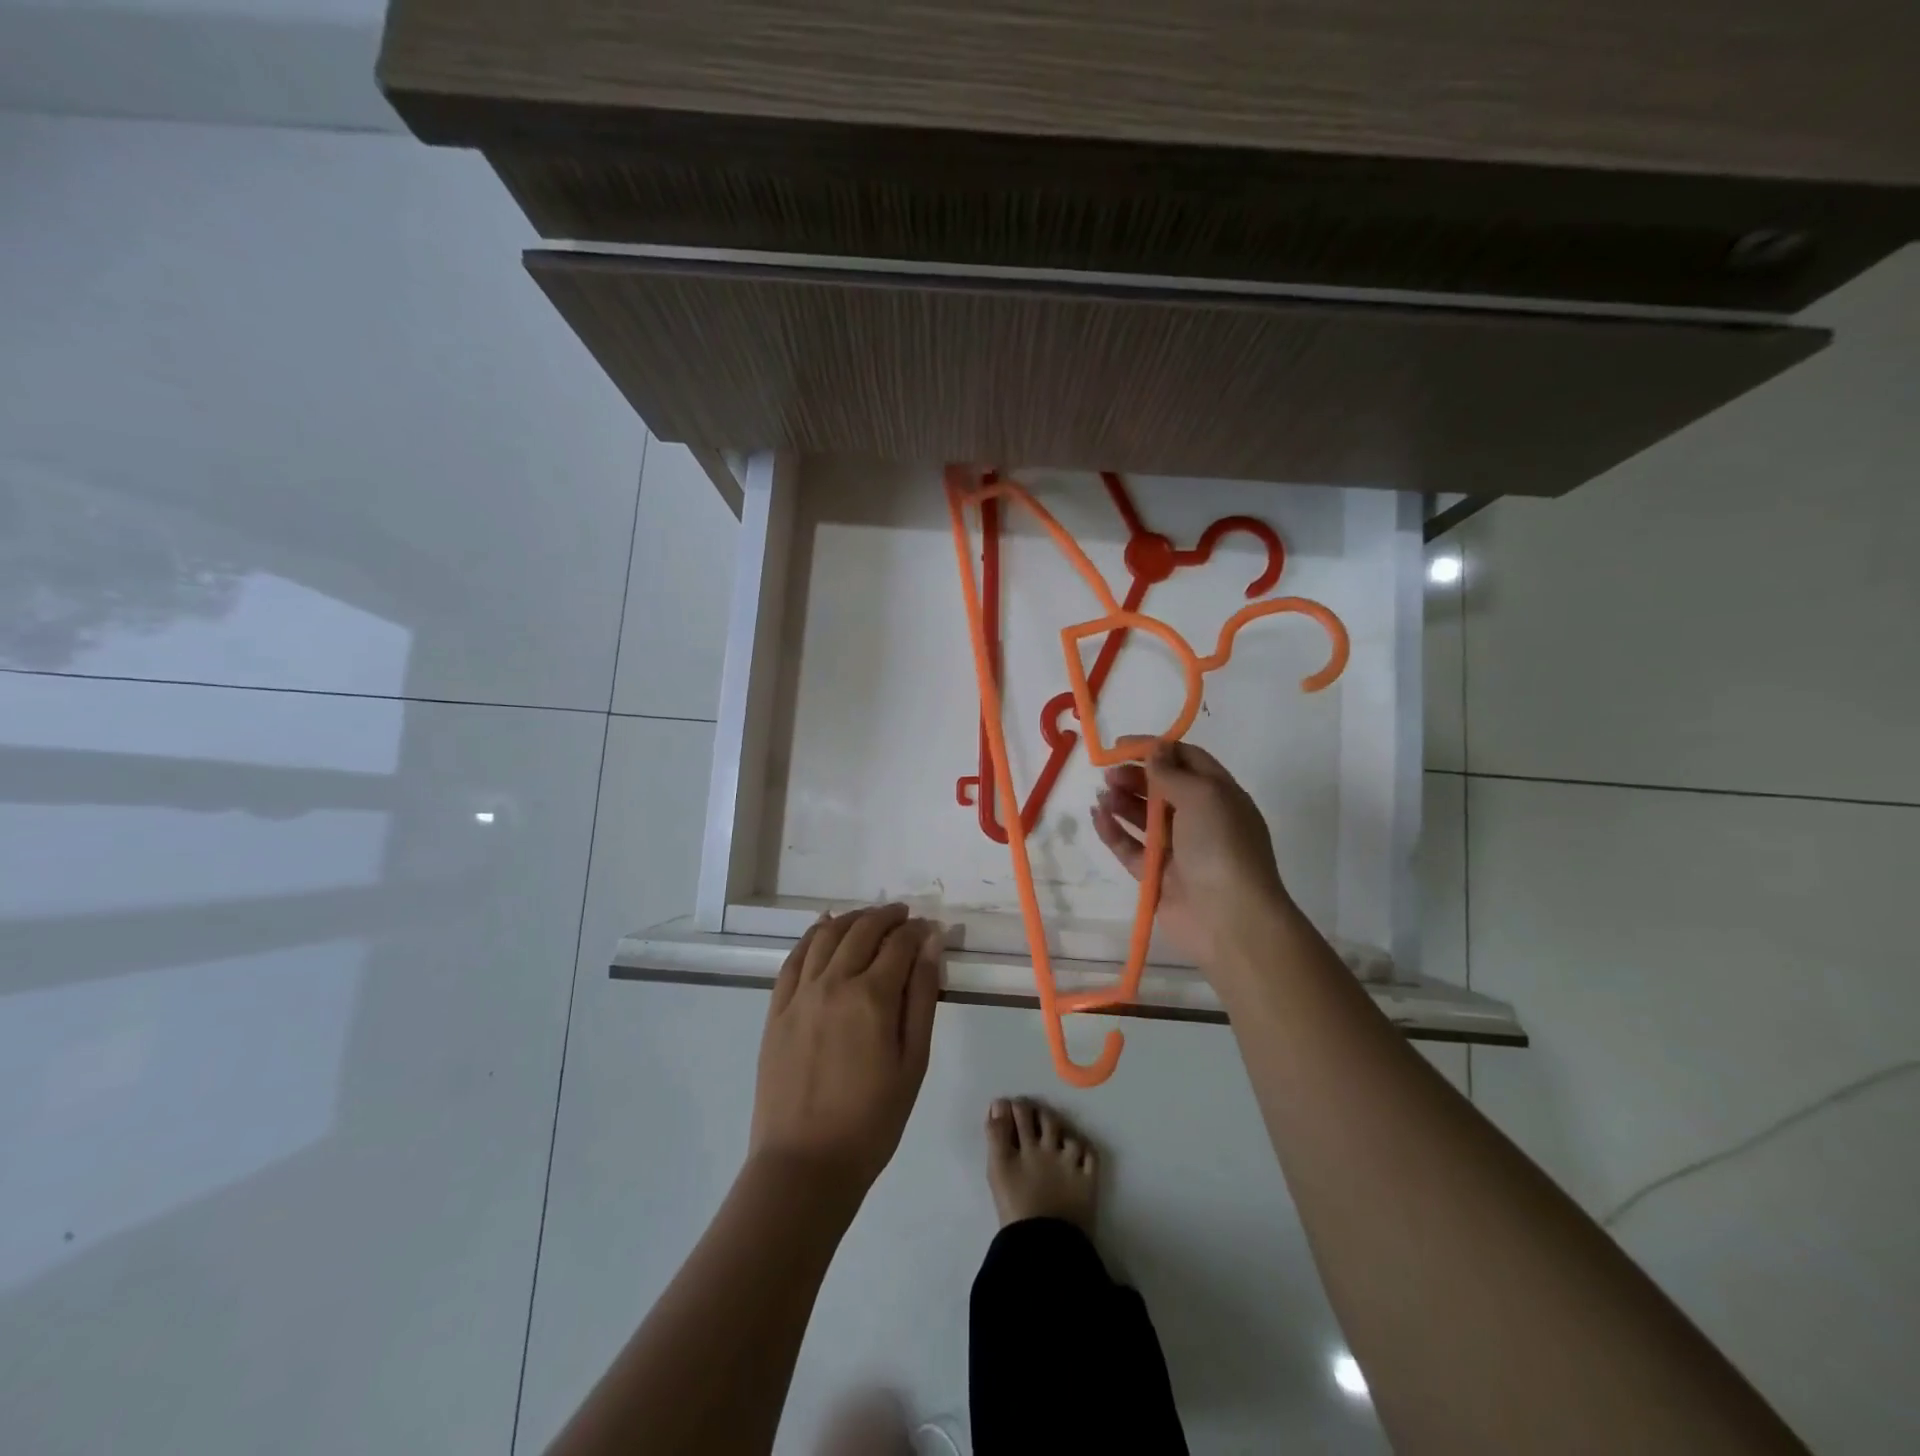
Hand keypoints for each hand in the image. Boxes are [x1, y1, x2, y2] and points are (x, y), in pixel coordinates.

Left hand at [749, 904, 943, 1195]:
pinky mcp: (777, 1009)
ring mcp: (800, 994)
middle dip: (887, 916)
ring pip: (827, 935)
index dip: (917, 931)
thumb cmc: (872, 1120)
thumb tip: (930, 944)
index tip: (929, 929)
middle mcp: (834, 983)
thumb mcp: (913, 1062)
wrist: (805, 1164)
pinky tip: (824, 928)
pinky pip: (794, 958)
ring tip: (869, 917)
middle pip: (862, 930)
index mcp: (872, 997)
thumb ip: (922, 997)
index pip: (899, 943)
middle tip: (903, 915)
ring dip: (852, 918)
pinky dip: (812, 935)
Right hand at [1090, 741, 1292, 971]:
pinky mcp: (1157, 875)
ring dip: (1123, 802)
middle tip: (1108, 774)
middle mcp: (1201, 820)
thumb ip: (1172, 772)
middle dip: (1135, 776)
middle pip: (1163, 788)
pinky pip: (1131, 848)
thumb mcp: (1203, 796)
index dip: (1156, 749)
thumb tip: (1155, 750)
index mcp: (1220, 796)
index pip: (1187, 761)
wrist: (1230, 920)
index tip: (1122, 745)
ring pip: (1145, 818)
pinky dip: (1114, 832)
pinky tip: (1097, 817)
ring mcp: (1179, 849)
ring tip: (1102, 794)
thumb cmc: (1221, 847)